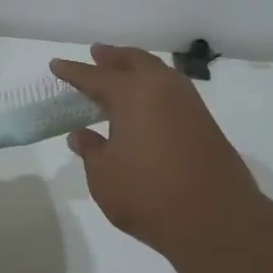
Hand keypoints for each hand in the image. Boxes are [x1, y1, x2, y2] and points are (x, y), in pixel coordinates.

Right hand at [51, 45, 266, 264]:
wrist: (216, 219)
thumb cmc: (148, 195)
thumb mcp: (104, 176)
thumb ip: (92, 151)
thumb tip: (81, 135)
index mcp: (133, 94)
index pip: (95, 76)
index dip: (73, 71)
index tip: (56, 65)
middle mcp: (163, 89)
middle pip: (135, 61)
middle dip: (113, 57)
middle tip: (96, 54)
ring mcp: (189, 105)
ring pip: (159, 74)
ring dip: (137, 69)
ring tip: (121, 74)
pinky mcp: (205, 124)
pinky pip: (173, 92)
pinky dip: (155, 89)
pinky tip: (147, 104)